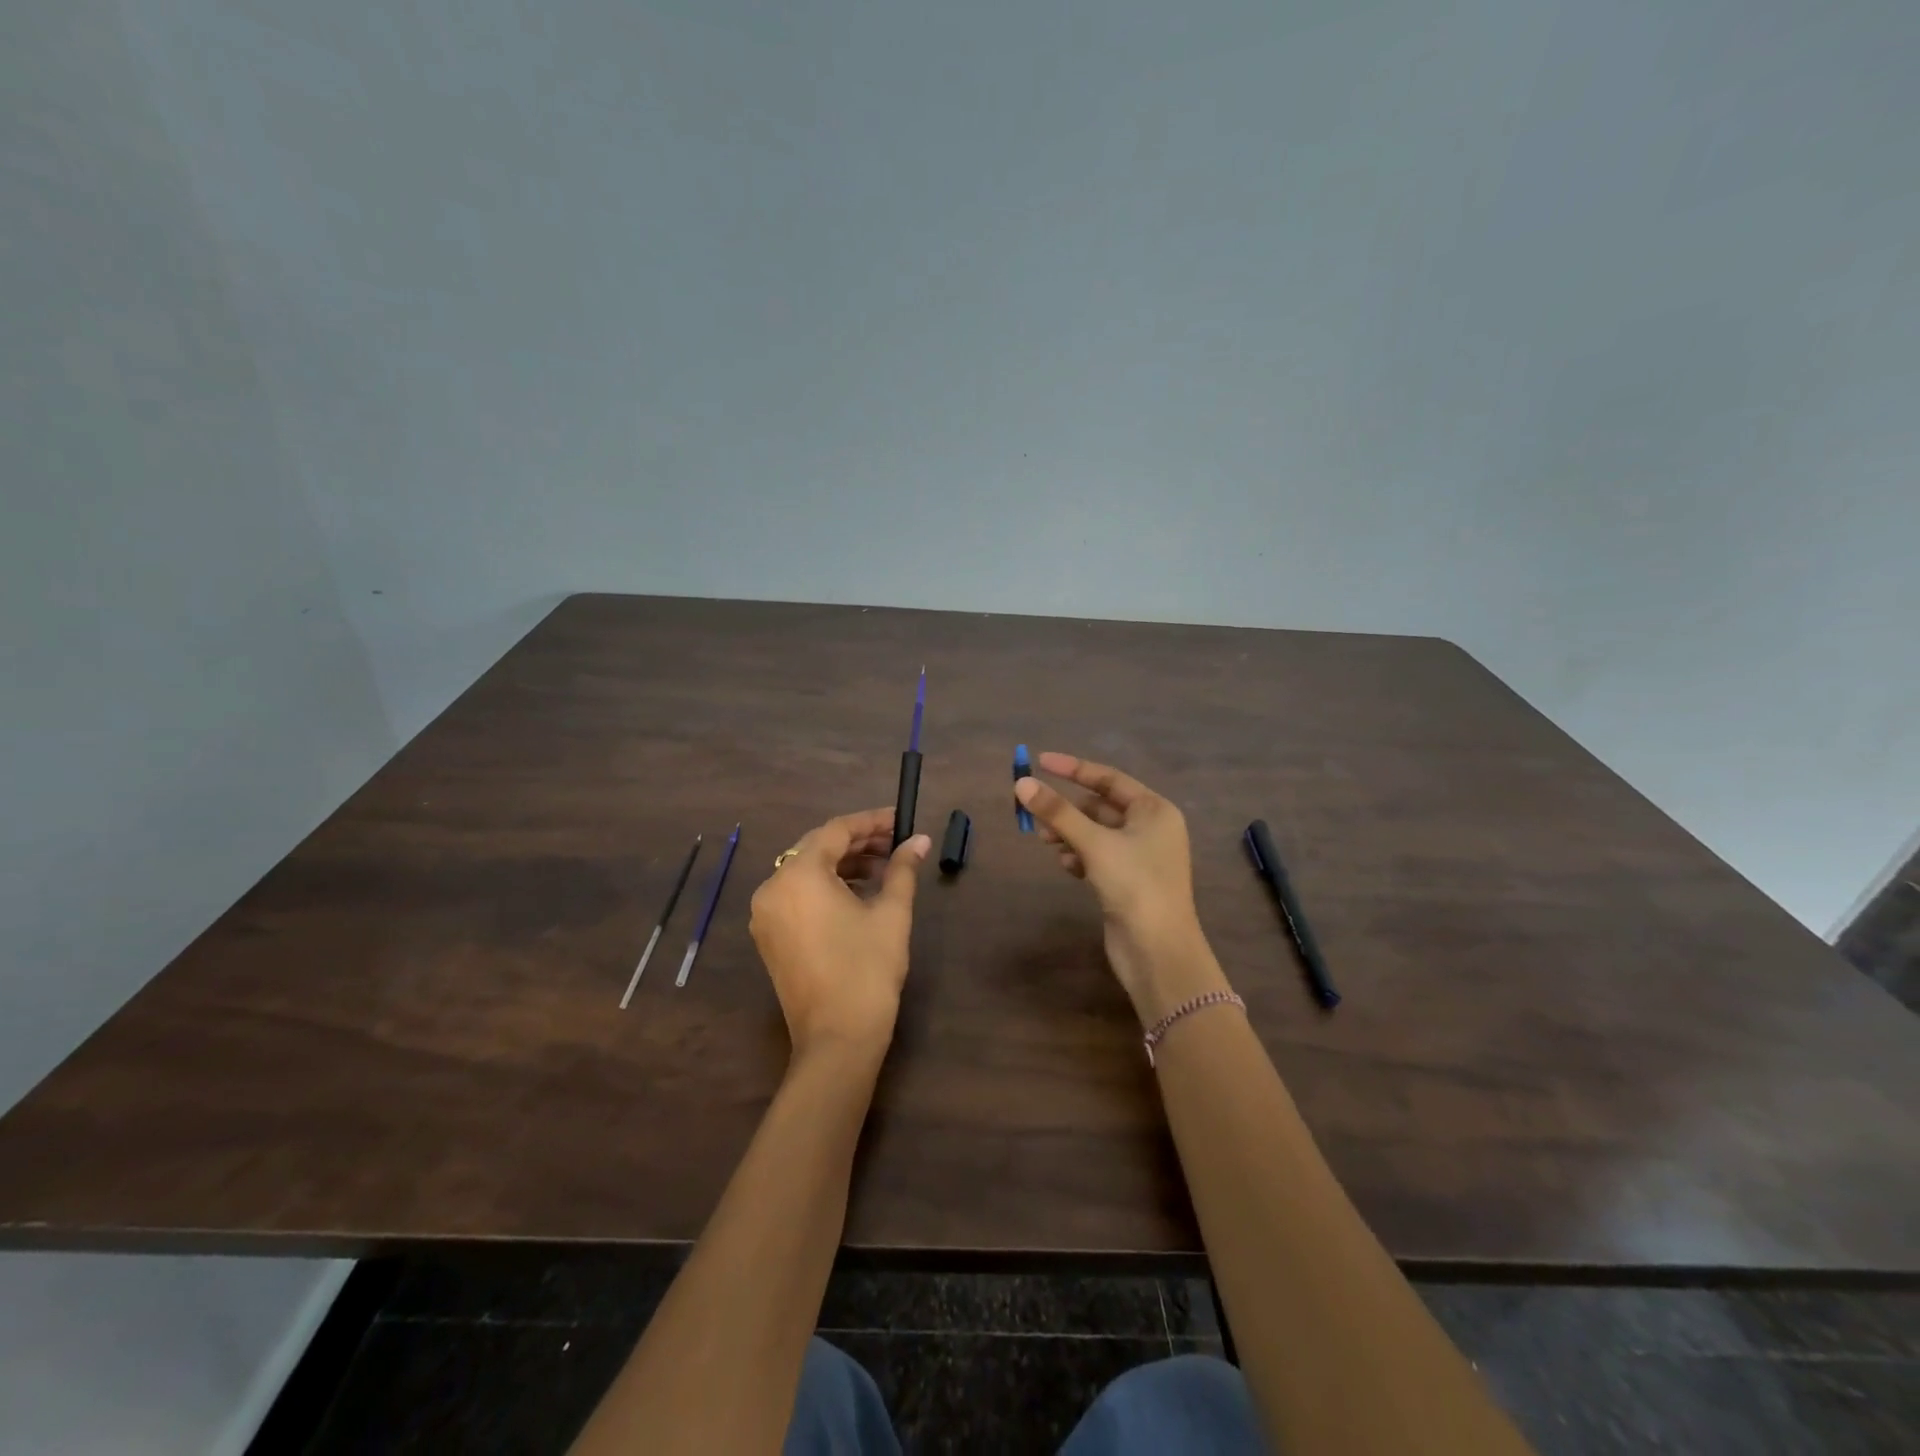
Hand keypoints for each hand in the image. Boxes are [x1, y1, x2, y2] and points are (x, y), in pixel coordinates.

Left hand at [749, 807, 930, 1063]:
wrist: (837, 1039)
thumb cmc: (868, 969)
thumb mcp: (891, 913)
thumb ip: (903, 869)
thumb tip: (919, 840)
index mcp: (799, 875)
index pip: (836, 830)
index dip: (871, 821)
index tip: (900, 820)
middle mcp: (773, 887)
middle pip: (817, 848)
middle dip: (858, 842)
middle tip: (896, 844)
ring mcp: (766, 914)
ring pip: (806, 871)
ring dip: (843, 864)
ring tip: (884, 870)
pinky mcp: (770, 936)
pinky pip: (797, 895)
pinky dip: (826, 887)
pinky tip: (858, 894)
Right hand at [1015, 753, 1225, 1021]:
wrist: (1158, 952)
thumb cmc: (1135, 885)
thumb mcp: (1094, 843)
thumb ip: (1057, 812)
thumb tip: (1022, 784)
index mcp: (1155, 810)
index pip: (1108, 778)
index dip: (1073, 769)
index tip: (1040, 761)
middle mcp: (1151, 829)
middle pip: (1099, 806)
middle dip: (1067, 809)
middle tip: (1034, 813)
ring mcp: (1140, 857)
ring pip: (1095, 833)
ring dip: (1069, 833)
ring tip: (1045, 840)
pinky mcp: (1128, 882)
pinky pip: (1097, 856)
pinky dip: (1079, 855)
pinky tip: (1066, 865)